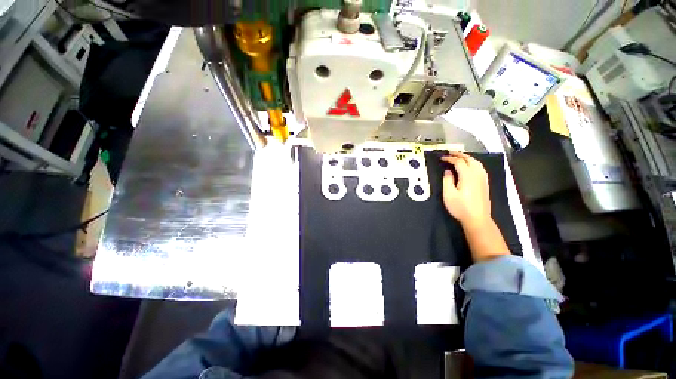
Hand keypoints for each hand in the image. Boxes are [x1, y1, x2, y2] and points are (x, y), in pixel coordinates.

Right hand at [441, 152, 491, 228]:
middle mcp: (476, 172)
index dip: (449, 158)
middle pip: (468, 158)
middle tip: (450, 153)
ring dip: (467, 157)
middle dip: (459, 154)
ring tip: (460, 158)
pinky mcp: (485, 182)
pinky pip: (480, 167)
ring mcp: (482, 177)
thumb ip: (447, 180)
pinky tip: (471, 166)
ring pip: (475, 161)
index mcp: (467, 174)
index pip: (458, 161)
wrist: (478, 219)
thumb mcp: (449, 195)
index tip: (442, 158)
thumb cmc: (462, 208)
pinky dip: (473, 162)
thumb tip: (448, 171)